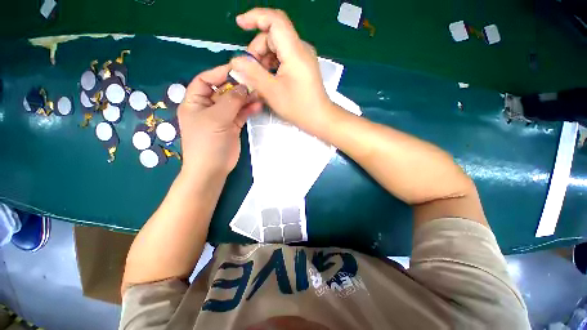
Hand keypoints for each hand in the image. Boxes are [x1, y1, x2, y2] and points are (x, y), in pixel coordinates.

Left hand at [178, 65, 260, 177]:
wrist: (213, 168)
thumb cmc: (207, 142)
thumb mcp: (216, 118)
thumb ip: (231, 101)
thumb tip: (244, 86)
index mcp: (195, 101)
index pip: (205, 80)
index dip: (220, 73)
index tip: (238, 69)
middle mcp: (208, 106)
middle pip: (223, 90)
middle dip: (238, 86)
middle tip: (254, 82)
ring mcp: (222, 117)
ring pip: (235, 102)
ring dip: (246, 98)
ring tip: (260, 94)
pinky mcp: (233, 126)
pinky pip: (241, 114)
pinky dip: (249, 109)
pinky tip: (258, 106)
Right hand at [230, 8, 333, 132]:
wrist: (320, 118)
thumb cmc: (298, 107)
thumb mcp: (272, 91)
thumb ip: (253, 73)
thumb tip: (236, 61)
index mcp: (295, 51)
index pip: (275, 20)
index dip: (255, 17)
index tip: (239, 24)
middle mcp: (301, 49)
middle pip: (274, 36)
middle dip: (258, 49)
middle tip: (250, 70)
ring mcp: (304, 57)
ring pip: (278, 47)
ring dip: (264, 58)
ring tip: (259, 77)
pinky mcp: (304, 66)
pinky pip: (285, 57)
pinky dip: (273, 64)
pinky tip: (270, 78)